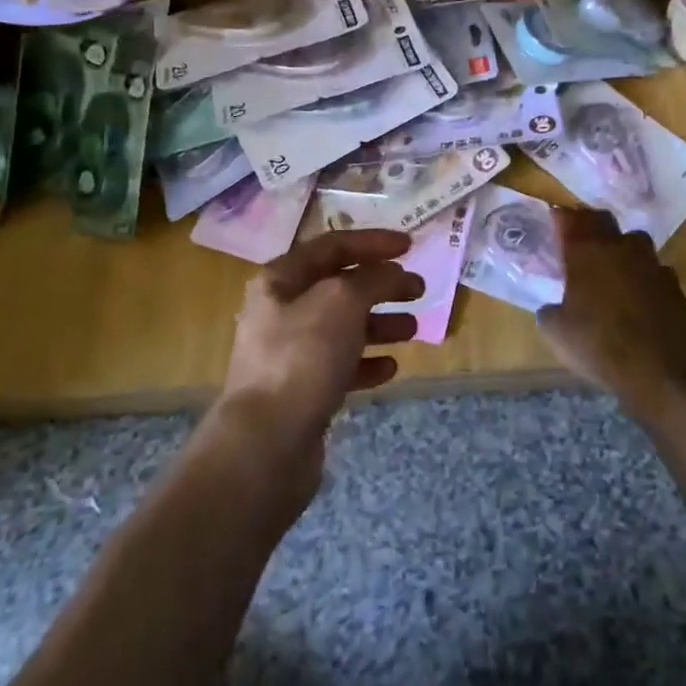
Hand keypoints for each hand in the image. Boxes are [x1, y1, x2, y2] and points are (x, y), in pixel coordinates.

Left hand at [216, 229, 422, 475]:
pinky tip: (390, 368)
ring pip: (344, 327)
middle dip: (382, 284)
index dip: (373, 242)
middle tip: (418, 289)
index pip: (332, 246)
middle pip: (340, 286)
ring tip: (413, 329)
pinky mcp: (303, 391)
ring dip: (380, 323)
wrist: (266, 443)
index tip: (410, 245)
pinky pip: (341, 366)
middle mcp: (282, 311)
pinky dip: (368, 362)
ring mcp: (290, 353)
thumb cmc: (303, 356)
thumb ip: (373, 278)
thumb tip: (393, 273)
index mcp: (281, 279)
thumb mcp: (343, 301)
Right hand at [537, 208, 685, 422]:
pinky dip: (644, 276)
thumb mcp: (557, 332)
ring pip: (634, 241)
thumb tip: (553, 308)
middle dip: (590, 225)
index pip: (571, 220)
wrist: (659, 370)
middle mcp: (619, 248)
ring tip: (613, 266)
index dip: (562, 217)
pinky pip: (654, 270)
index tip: (556, 218)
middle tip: (581, 239)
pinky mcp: (673, 284)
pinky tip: (639, 295)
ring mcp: (651, 264)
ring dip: (622, 248)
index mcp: (587, 253)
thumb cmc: (598, 345)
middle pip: (603, 220)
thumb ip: (551, 311)